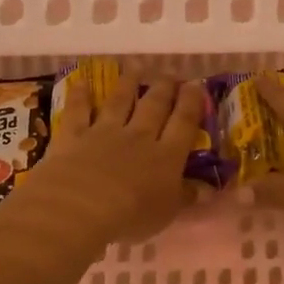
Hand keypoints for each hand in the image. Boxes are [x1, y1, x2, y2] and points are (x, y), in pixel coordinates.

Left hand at [20, 75, 205, 245]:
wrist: (82, 206)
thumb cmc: (132, 215)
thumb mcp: (168, 212)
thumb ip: (187, 197)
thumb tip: (208, 190)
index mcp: (166, 156)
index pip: (184, 123)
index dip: (192, 103)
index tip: (196, 85)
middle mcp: (139, 136)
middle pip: (154, 107)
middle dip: (165, 88)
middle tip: (171, 74)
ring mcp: (105, 132)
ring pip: (120, 101)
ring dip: (128, 83)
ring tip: (135, 68)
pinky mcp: (75, 135)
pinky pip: (79, 111)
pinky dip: (81, 96)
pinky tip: (82, 83)